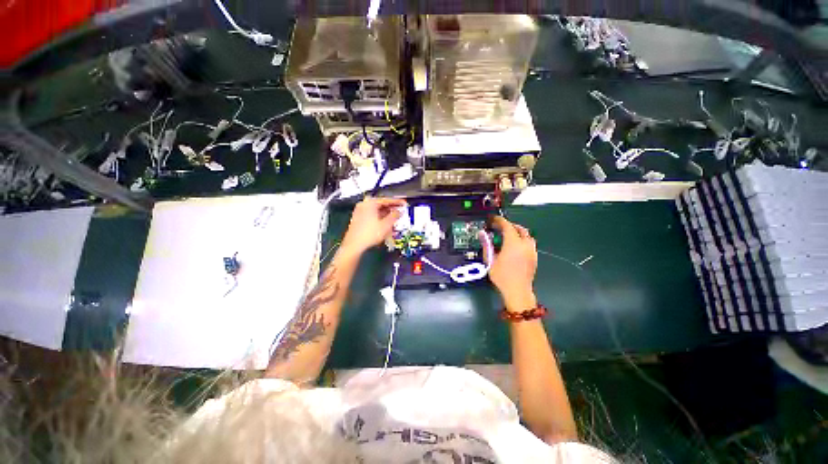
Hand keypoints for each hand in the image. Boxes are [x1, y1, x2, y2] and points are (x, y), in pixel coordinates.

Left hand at [342, 197, 407, 253]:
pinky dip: (380, 219)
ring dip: (386, 216)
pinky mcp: (358, 219)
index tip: (404, 203)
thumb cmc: (369, 234)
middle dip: (392, 210)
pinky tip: (385, 225)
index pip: (387, 200)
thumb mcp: (386, 225)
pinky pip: (372, 216)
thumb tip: (399, 212)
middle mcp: (364, 205)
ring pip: (377, 211)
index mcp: (370, 203)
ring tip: (394, 221)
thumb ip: (395, 216)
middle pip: (381, 205)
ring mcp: (360, 212)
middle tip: (400, 212)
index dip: (397, 202)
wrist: (354, 245)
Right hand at [484, 216, 537, 311]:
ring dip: (517, 232)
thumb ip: (487, 245)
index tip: (493, 219)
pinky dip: (522, 240)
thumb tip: (482, 233)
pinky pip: (529, 243)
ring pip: (527, 235)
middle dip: (509, 225)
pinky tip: (515, 247)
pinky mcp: (534, 257)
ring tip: (508, 236)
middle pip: (519, 228)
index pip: (507, 226)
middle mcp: (525, 244)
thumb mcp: (490, 260)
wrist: (518, 291)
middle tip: (499, 228)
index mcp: (513, 243)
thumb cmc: (502, 276)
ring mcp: (531, 251)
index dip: (499, 220)